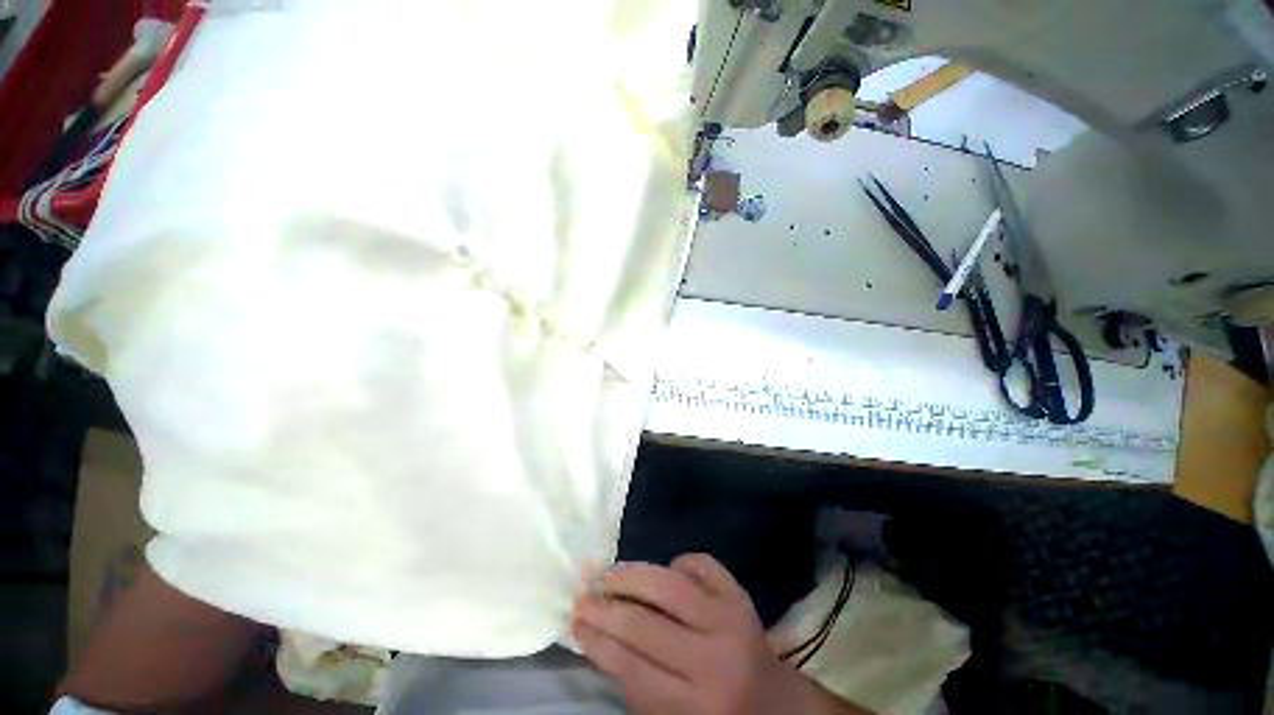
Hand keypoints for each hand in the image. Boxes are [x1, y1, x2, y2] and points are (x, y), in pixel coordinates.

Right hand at [572, 554, 863, 714]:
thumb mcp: (661, 712)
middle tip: (580, 599)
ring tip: (606, 578)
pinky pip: (704, 567)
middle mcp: (712, 661)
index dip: (591, 639)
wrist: (770, 699)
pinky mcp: (744, 599)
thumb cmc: (706, 711)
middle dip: (600, 608)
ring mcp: (732, 624)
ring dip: (629, 577)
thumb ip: (627, 676)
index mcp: (689, 701)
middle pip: (641, 624)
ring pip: (669, 586)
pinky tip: (662, 575)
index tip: (573, 623)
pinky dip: (677, 564)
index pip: (626, 664)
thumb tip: (587, 628)